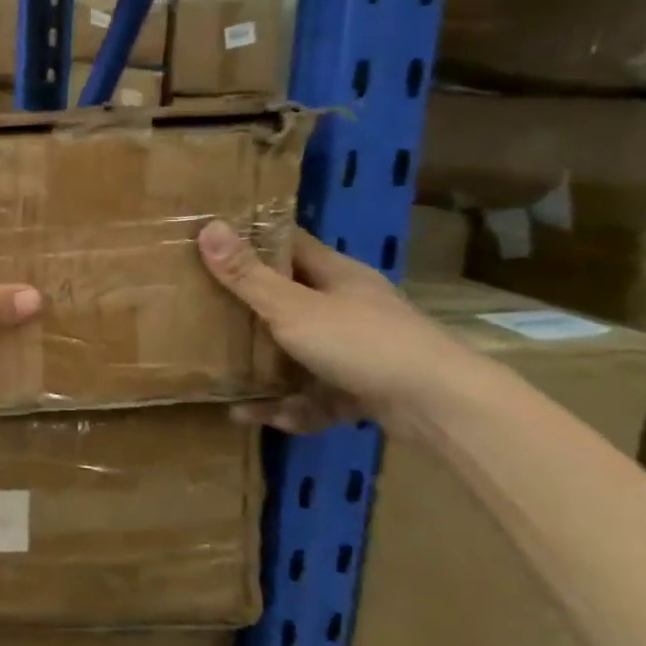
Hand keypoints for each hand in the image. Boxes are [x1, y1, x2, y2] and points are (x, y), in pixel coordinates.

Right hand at [197, 220, 475, 435]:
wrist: (439, 405)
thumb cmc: (362, 343)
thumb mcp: (293, 308)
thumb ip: (248, 276)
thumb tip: (207, 227)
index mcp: (335, 275)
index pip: (288, 243)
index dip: (251, 239)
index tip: (211, 242)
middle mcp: (347, 306)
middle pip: (289, 298)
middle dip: (248, 310)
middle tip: (205, 314)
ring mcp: (358, 349)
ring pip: (300, 352)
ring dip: (265, 371)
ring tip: (227, 385)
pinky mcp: (364, 388)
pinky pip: (316, 394)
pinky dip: (292, 406)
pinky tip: (263, 418)